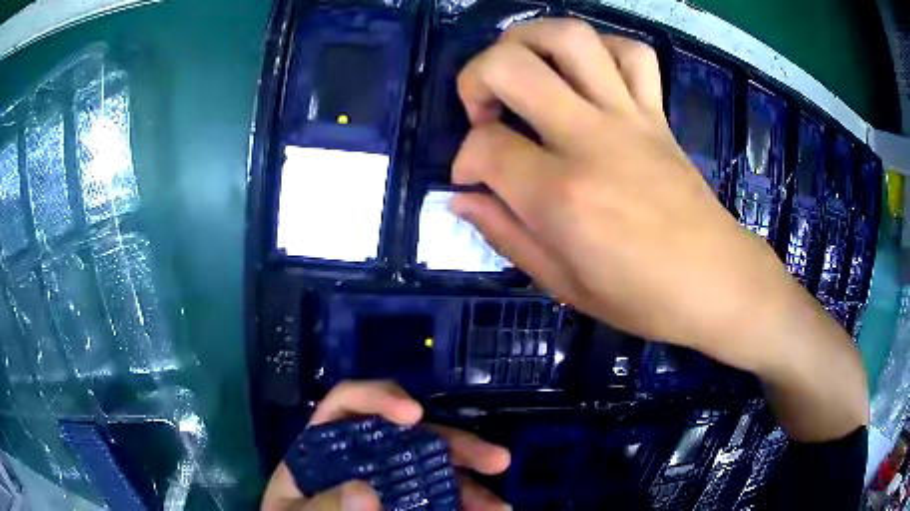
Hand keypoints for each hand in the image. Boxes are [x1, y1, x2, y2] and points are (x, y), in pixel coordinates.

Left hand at [261, 381, 510, 510]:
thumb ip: (321, 507)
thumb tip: (365, 489)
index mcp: (323, 448)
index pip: (347, 404)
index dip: (380, 398)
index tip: (414, 414)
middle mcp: (361, 456)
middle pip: (409, 436)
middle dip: (454, 443)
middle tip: (496, 460)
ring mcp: (387, 481)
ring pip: (433, 470)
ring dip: (470, 484)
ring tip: (498, 507)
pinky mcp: (406, 502)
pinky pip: (438, 497)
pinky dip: (463, 504)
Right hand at [450, 19, 866, 439]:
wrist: (717, 282)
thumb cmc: (642, 298)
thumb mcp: (562, 284)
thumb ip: (505, 235)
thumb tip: (462, 198)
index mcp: (561, 196)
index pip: (484, 147)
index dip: (464, 159)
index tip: (470, 179)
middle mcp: (590, 140)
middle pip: (512, 65)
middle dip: (476, 76)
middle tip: (482, 109)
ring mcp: (630, 117)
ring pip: (571, 38)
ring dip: (530, 40)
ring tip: (522, 68)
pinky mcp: (658, 114)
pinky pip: (633, 54)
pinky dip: (602, 48)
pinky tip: (588, 72)